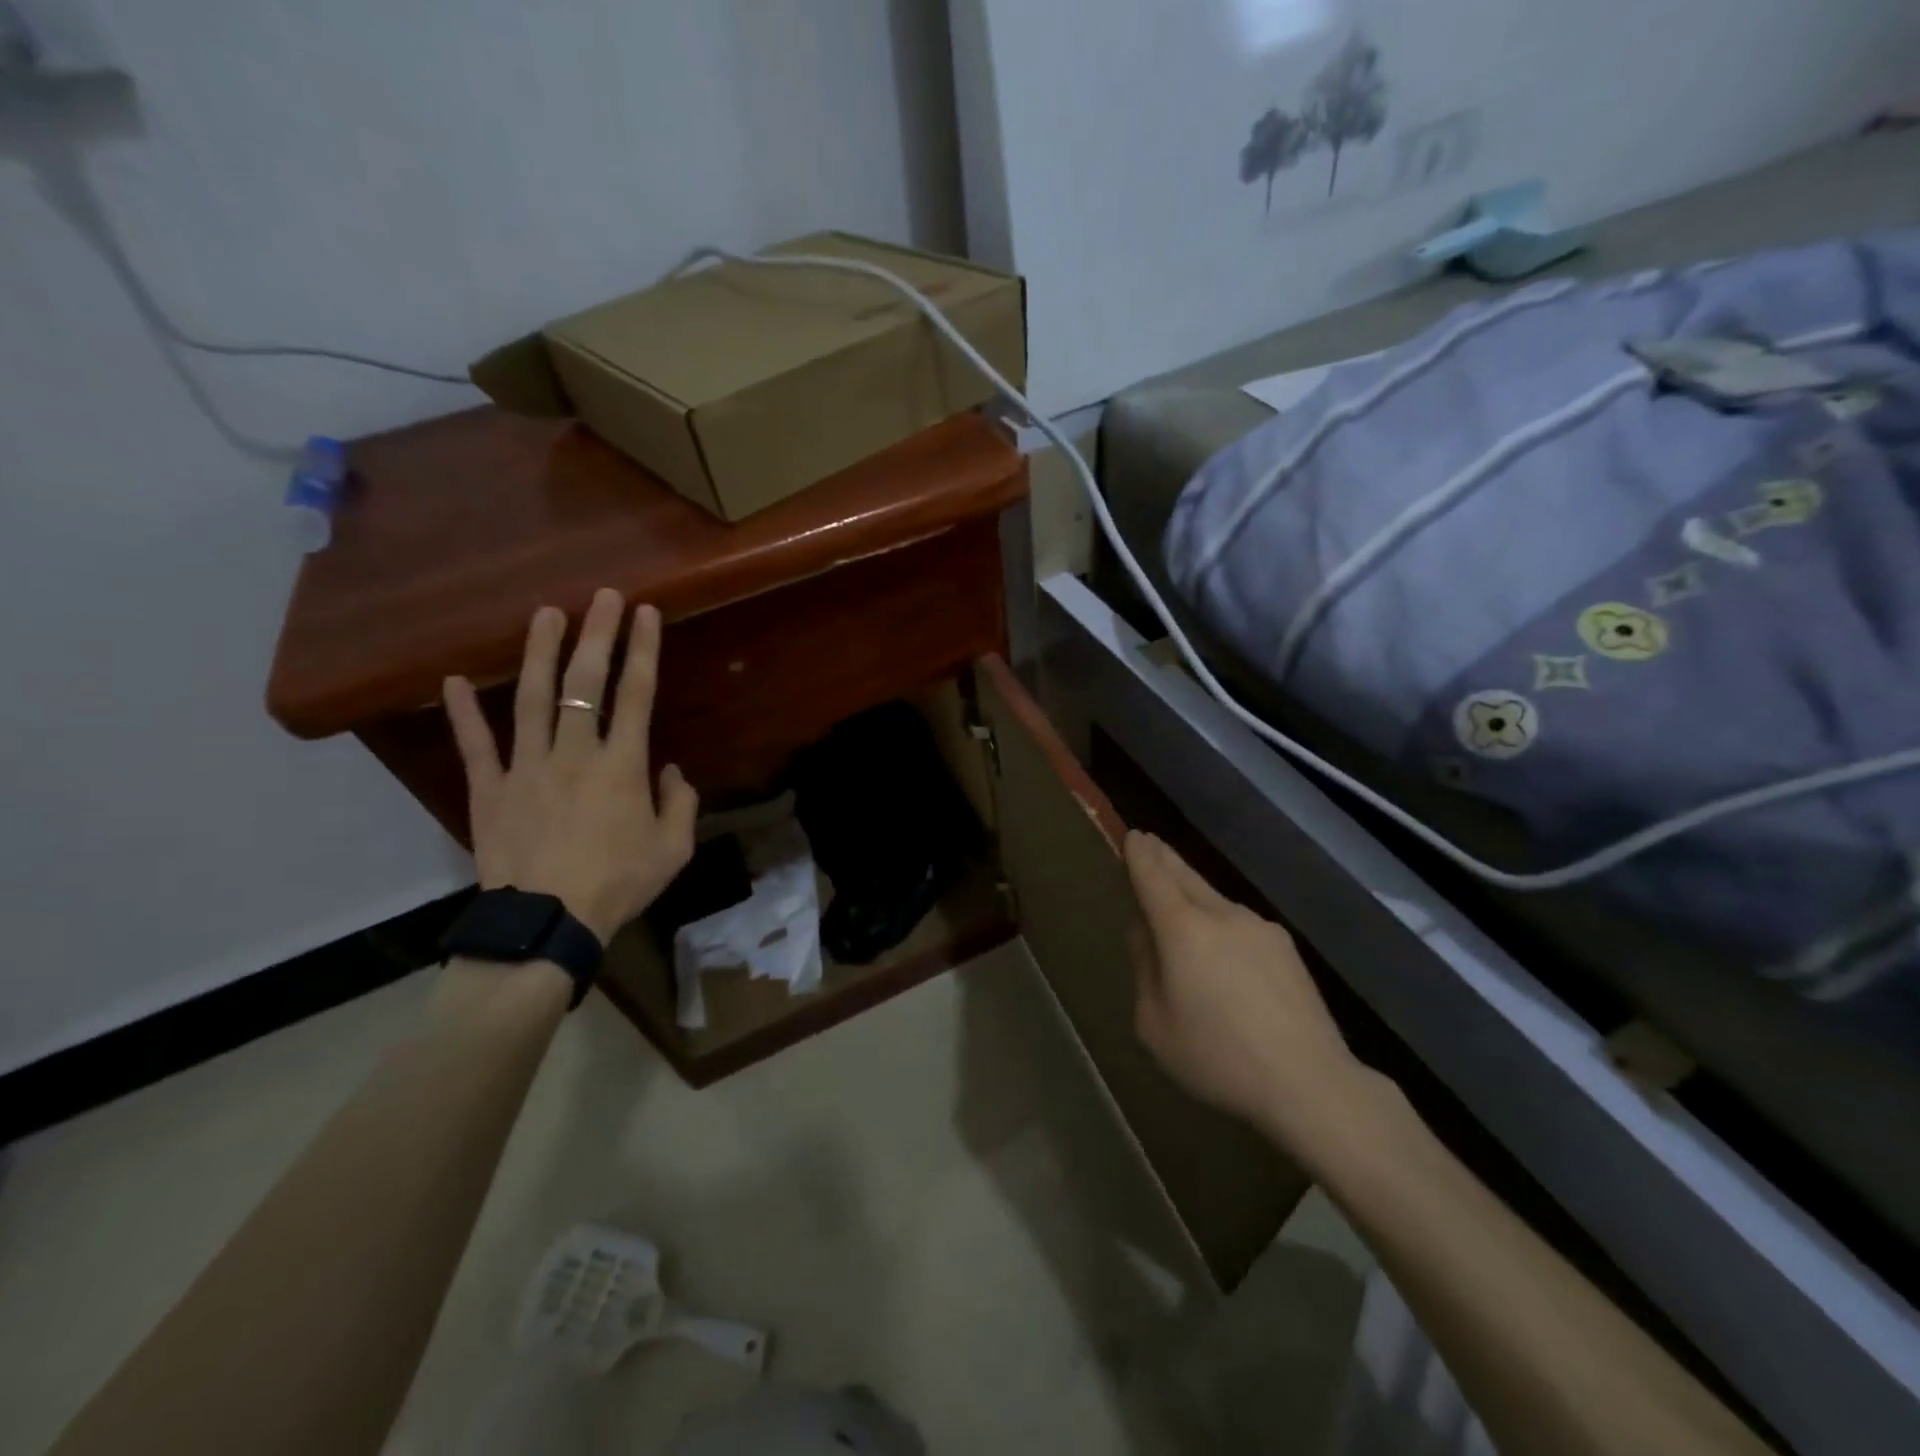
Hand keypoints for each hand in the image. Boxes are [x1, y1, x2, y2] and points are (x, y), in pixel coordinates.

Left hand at [443, 588, 698, 943]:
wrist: (548, 923)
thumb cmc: (619, 884)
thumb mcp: (673, 849)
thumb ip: (681, 803)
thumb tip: (671, 771)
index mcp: (622, 766)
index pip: (636, 695)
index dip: (643, 650)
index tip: (646, 613)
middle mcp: (575, 753)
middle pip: (585, 684)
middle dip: (596, 635)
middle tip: (602, 596)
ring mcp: (526, 767)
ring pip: (532, 700)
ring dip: (540, 654)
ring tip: (545, 615)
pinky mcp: (489, 789)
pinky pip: (475, 745)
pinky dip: (463, 712)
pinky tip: (453, 679)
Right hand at [1125, 831, 1367, 1141]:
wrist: (1310, 1083)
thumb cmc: (1217, 1057)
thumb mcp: (1154, 1024)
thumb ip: (1145, 968)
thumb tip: (1145, 933)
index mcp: (1183, 930)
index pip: (1153, 877)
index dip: (1139, 855)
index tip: (1133, 836)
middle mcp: (1221, 915)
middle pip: (1185, 877)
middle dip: (1164, 858)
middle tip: (1149, 842)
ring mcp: (1259, 928)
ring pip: (1214, 898)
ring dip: (1192, 890)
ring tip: (1179, 894)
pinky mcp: (1286, 948)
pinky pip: (1240, 923)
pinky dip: (1220, 920)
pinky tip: (1221, 948)